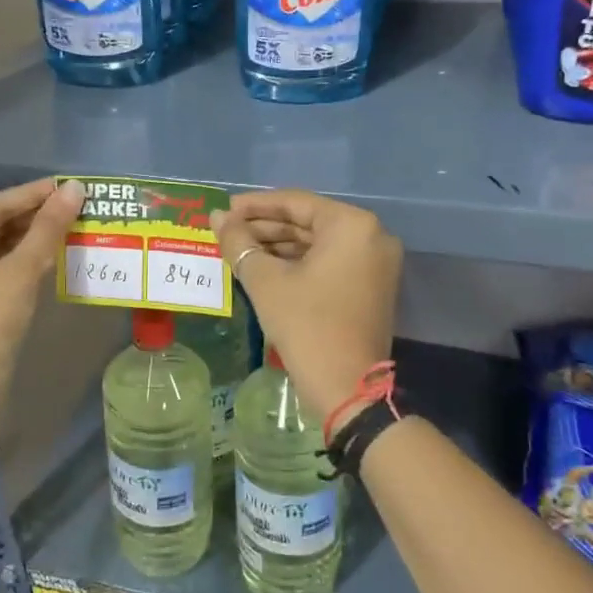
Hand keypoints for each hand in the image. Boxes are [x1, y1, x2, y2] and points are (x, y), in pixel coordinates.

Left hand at [0, 178, 83, 408]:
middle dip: (35, 215)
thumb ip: (48, 228)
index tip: (68, 184)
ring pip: (1, 245)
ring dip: (34, 235)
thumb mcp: (20, 271)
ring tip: (70, 222)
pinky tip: (54, 251)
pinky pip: (2, 265)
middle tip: (74, 203)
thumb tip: (75, 189)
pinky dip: (27, 257)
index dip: (34, 194)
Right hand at [215, 189, 401, 419]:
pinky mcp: (371, 285)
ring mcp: (376, 262)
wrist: (347, 389)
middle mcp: (372, 235)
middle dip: (265, 227)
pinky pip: (330, 262)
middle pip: (308, 222)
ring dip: (278, 246)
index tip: (224, 210)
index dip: (255, 206)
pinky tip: (263, 267)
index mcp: (352, 225)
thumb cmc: (306, 325)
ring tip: (238, 249)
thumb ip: (239, 242)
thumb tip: (217, 217)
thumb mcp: (266, 281)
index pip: (296, 203)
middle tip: (226, 231)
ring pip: (318, 243)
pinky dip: (298, 263)